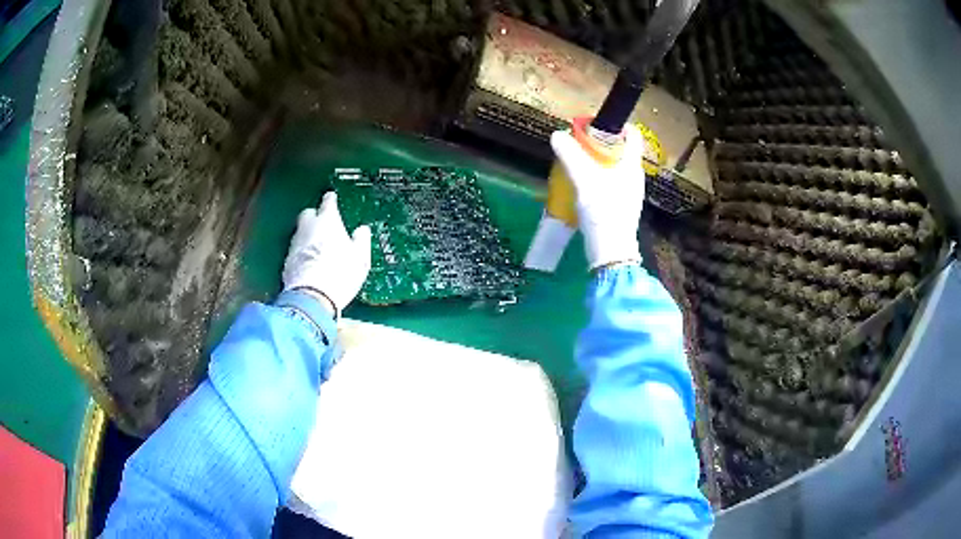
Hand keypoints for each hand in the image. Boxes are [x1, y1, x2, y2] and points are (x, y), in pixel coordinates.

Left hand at [282, 192, 371, 314]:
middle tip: (324, 223)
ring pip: (300, 231)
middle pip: (308, 213)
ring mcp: (295, 244)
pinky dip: (302, 251)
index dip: (331, 199)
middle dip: (314, 215)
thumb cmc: (341, 274)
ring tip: (318, 245)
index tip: (332, 198)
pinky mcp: (286, 260)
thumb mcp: (360, 257)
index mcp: (328, 221)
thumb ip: (361, 239)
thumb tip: (362, 229)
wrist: (311, 298)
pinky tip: (309, 261)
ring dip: (308, 235)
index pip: (328, 202)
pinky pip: (296, 249)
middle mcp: (308, 227)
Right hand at [550, 124, 644, 269]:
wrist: (611, 251)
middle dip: (601, 144)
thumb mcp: (584, 179)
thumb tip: (557, 134)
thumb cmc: (603, 210)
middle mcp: (634, 176)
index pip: (633, 135)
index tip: (596, 125)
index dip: (616, 125)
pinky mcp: (621, 206)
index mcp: (632, 165)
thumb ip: (570, 155)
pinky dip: (598, 178)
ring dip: (597, 162)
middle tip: (580, 144)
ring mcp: (629, 193)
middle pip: (621, 150)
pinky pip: (611, 183)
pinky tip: (582, 186)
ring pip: (614, 167)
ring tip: (577, 164)